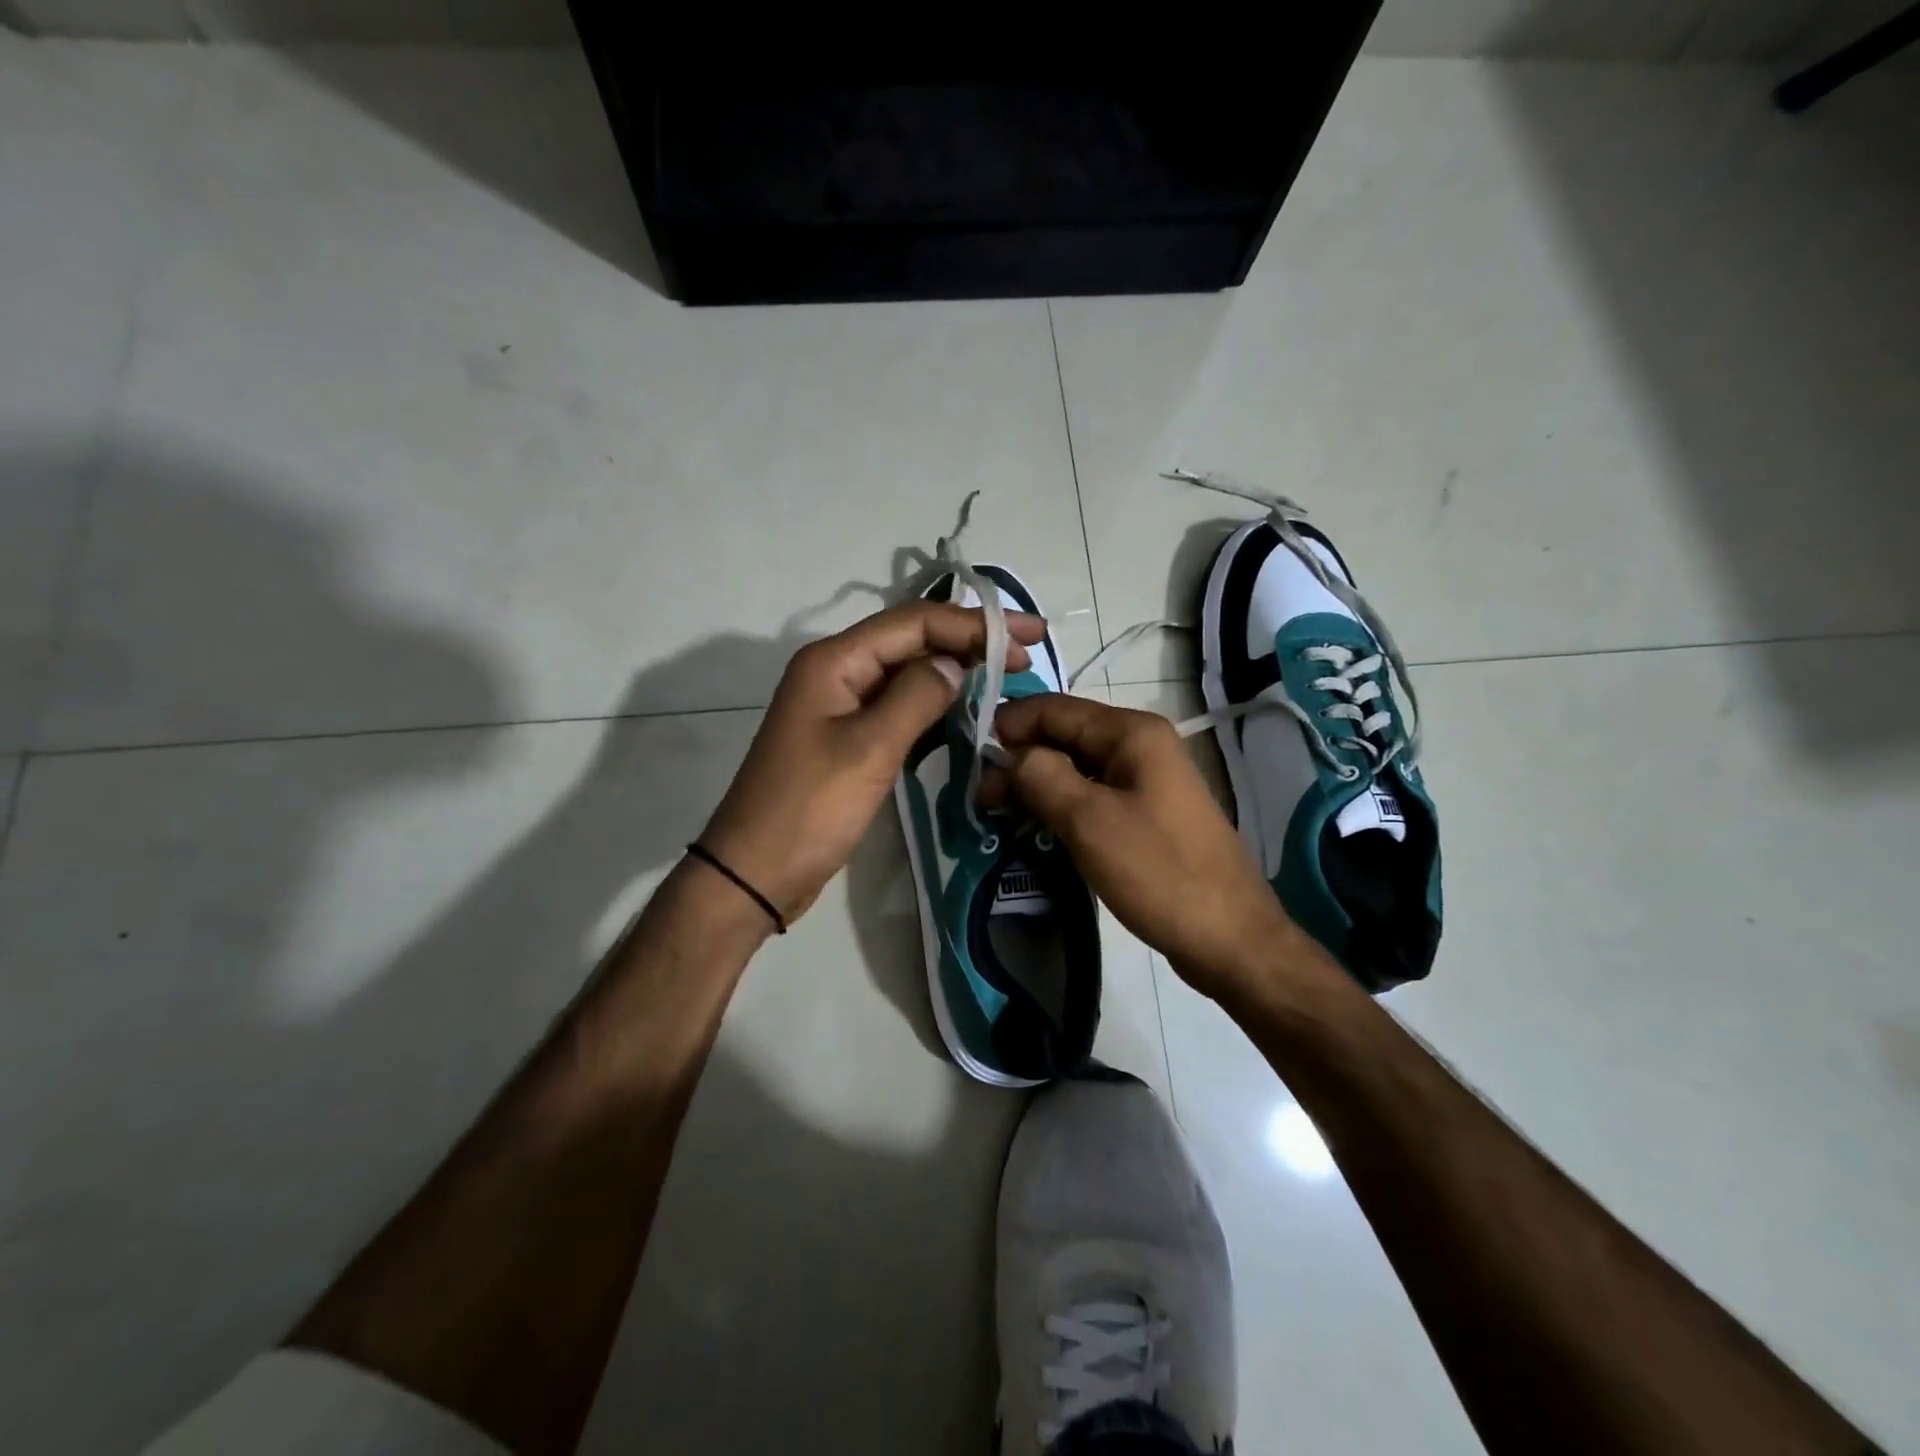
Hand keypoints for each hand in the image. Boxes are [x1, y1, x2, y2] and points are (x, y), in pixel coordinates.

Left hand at [700, 601, 1045, 924]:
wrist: (756, 872)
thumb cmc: (810, 809)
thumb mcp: (869, 749)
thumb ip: (916, 697)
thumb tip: (954, 664)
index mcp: (834, 661)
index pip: (913, 622)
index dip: (973, 623)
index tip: (1027, 637)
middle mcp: (836, 672)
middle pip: (911, 642)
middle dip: (969, 642)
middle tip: (1028, 654)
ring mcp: (840, 706)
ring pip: (906, 675)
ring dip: (954, 673)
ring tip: (1007, 678)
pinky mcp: (847, 738)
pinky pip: (898, 709)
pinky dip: (933, 708)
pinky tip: (966, 714)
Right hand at [983, 694, 1301, 1000]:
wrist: (1229, 937)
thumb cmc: (1157, 871)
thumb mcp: (1088, 820)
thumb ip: (1039, 776)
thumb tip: (1008, 756)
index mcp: (1131, 733)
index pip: (1054, 709)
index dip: (1009, 727)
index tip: (971, 760)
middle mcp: (1140, 746)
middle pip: (1065, 736)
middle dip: (1020, 760)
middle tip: (983, 799)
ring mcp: (1145, 781)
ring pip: (1076, 769)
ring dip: (1037, 785)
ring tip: (1000, 815)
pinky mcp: (1145, 814)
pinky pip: (1092, 797)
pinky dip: (1060, 806)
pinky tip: (1036, 829)